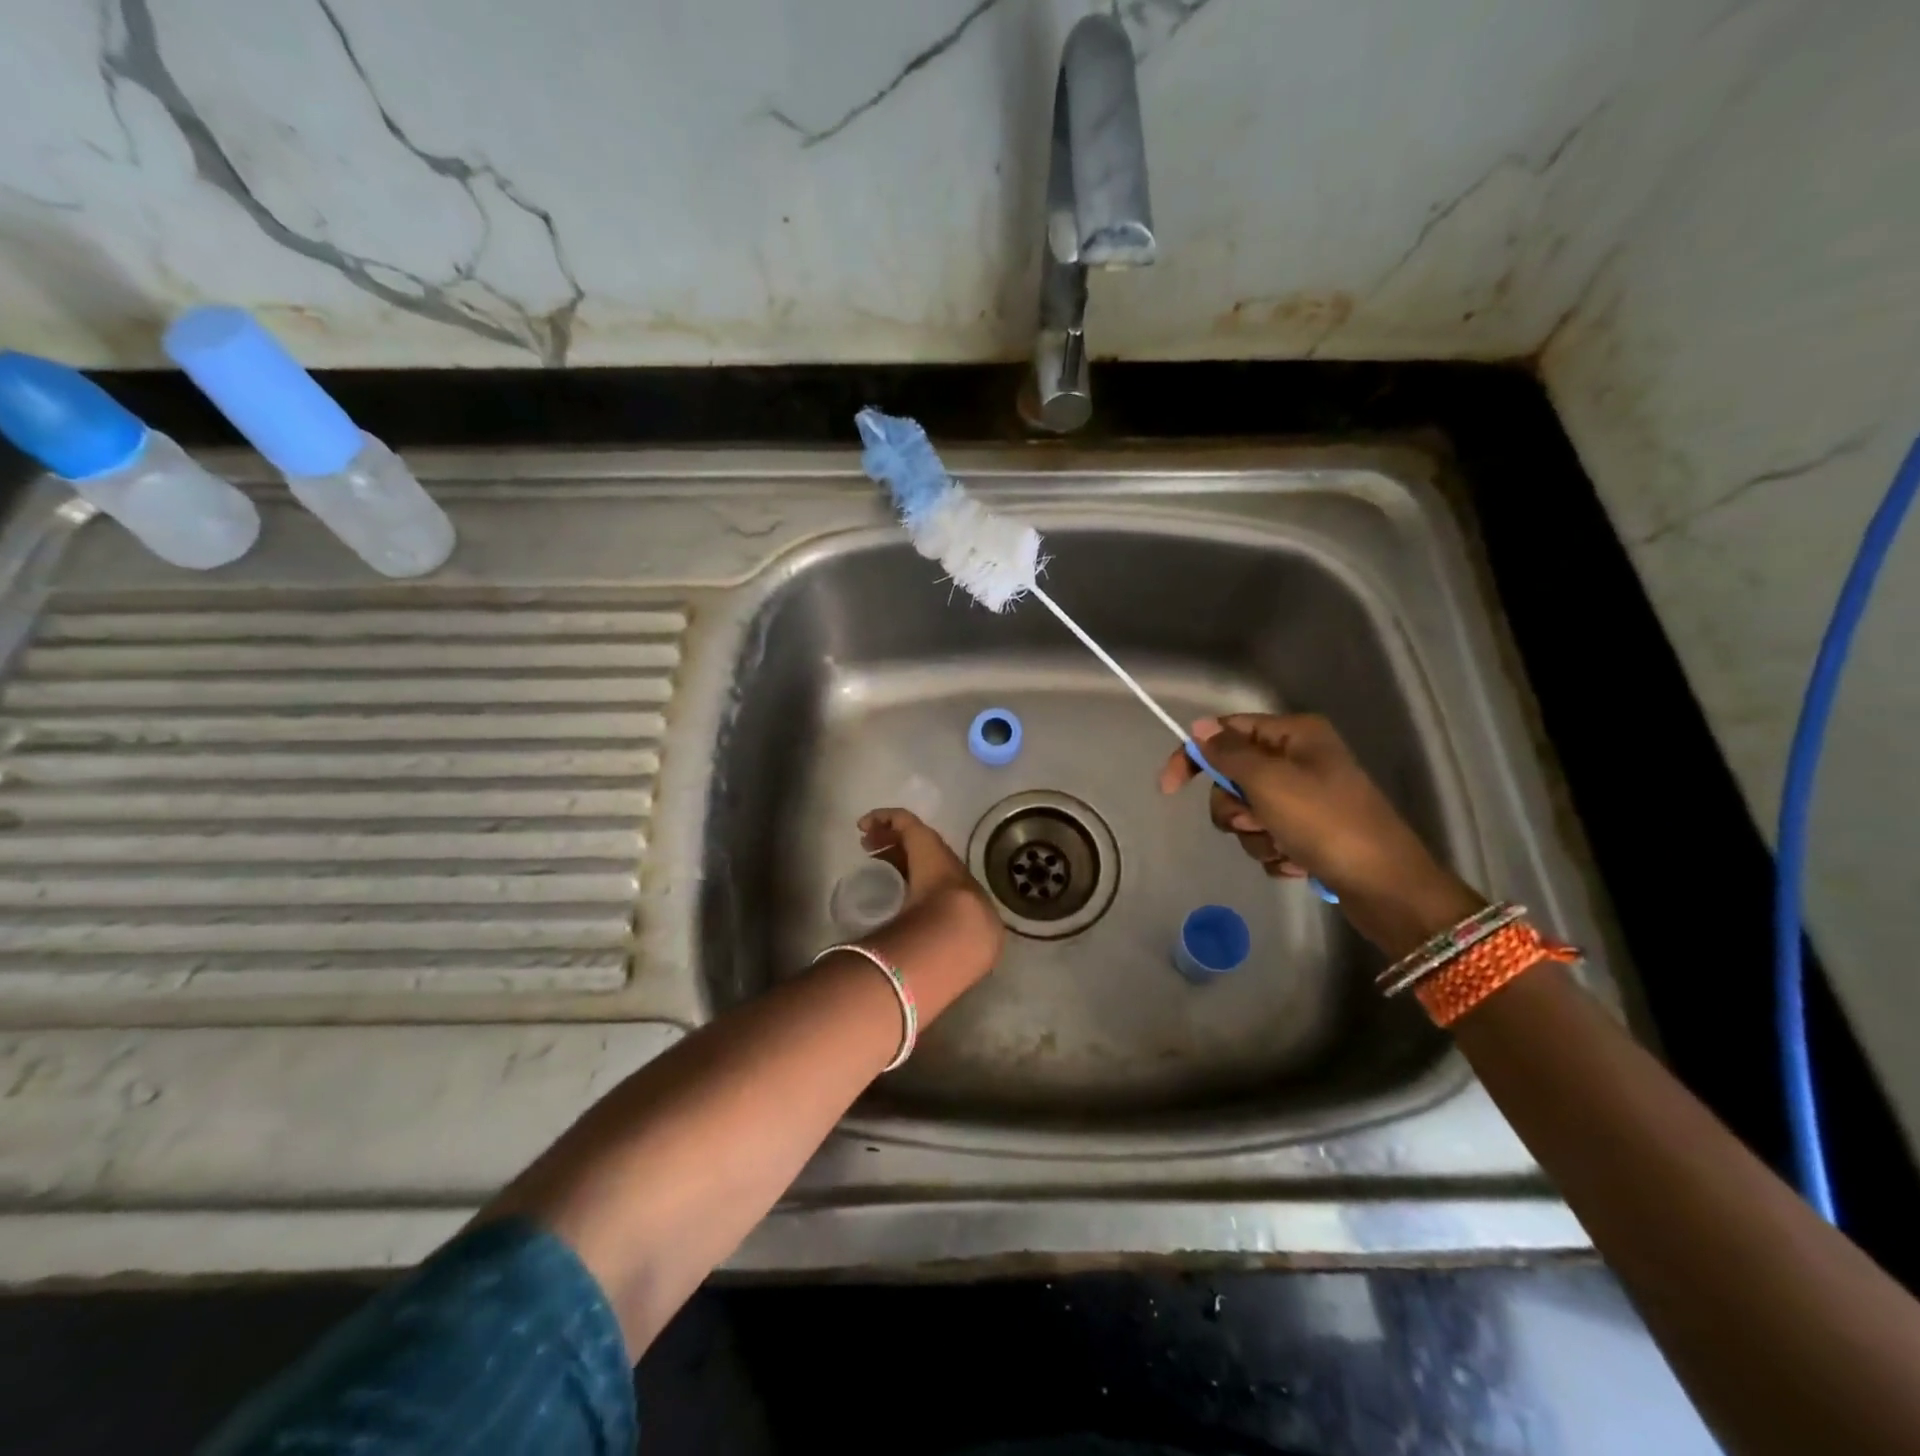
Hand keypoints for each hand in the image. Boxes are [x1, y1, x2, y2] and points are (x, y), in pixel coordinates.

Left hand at [857, 807, 1003, 984]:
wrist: (964, 929)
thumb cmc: (955, 944)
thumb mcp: (944, 953)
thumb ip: (929, 960)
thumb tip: (912, 979)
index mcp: (959, 898)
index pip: (933, 881)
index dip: (911, 876)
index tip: (889, 879)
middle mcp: (951, 872)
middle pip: (923, 857)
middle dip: (900, 854)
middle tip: (875, 853)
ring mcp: (938, 855)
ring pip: (913, 839)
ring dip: (891, 837)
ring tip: (868, 837)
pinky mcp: (923, 838)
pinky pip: (904, 821)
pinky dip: (886, 817)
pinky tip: (867, 821)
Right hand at [1158, 713, 1483, 956]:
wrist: (1386, 886)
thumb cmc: (1326, 823)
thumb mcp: (1270, 781)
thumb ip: (1229, 753)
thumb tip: (1199, 728)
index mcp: (1294, 736)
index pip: (1226, 732)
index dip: (1193, 756)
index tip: (1168, 789)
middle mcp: (1298, 761)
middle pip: (1233, 777)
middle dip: (1236, 807)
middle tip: (1259, 820)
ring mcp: (1305, 799)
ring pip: (1247, 813)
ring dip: (1256, 835)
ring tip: (1286, 847)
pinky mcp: (1308, 833)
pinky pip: (1267, 838)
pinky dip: (1275, 853)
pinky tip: (1299, 862)